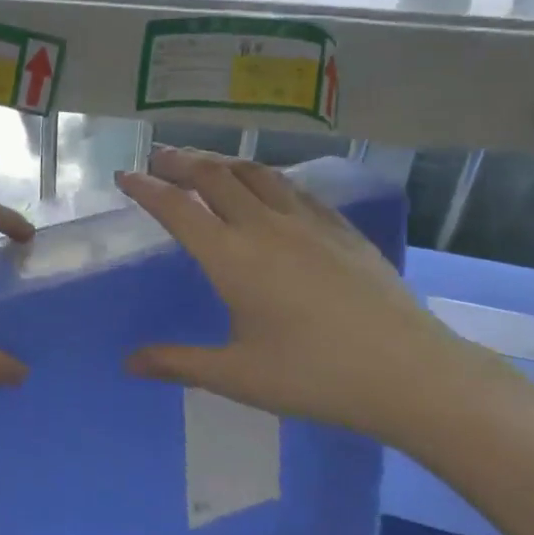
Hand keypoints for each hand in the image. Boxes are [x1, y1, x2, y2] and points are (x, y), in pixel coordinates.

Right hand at [117, 148, 479, 441]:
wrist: (408, 372)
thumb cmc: (314, 376)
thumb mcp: (237, 375)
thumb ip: (178, 362)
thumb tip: (128, 363)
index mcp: (232, 258)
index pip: (178, 209)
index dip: (147, 189)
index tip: (125, 176)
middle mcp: (265, 227)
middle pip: (214, 177)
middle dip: (181, 162)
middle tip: (159, 158)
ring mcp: (308, 223)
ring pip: (256, 174)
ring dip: (223, 162)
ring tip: (206, 163)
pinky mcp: (341, 229)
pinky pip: (294, 188)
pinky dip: (267, 177)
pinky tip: (269, 187)